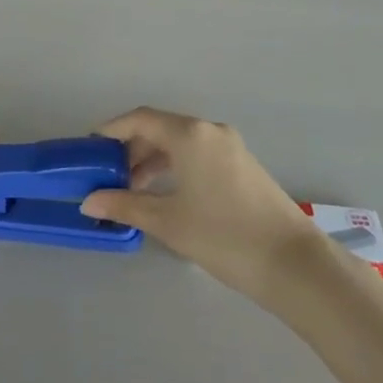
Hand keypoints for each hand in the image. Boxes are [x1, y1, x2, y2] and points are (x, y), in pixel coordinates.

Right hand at [80, 107, 322, 304]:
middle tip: (109, 176)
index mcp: (189, 134)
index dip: (112, 130)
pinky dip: (175, 166)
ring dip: (153, 160)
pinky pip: (198, 154)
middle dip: (132, 148)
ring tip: (133, 190)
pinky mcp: (242, 164)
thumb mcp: (168, 222)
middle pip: (161, 128)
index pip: (141, 118)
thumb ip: (125, 205)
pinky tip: (166, 194)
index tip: (91, 148)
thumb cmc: (223, 236)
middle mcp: (209, 130)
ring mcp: (230, 146)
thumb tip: (89, 201)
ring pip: (180, 142)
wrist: (293, 263)